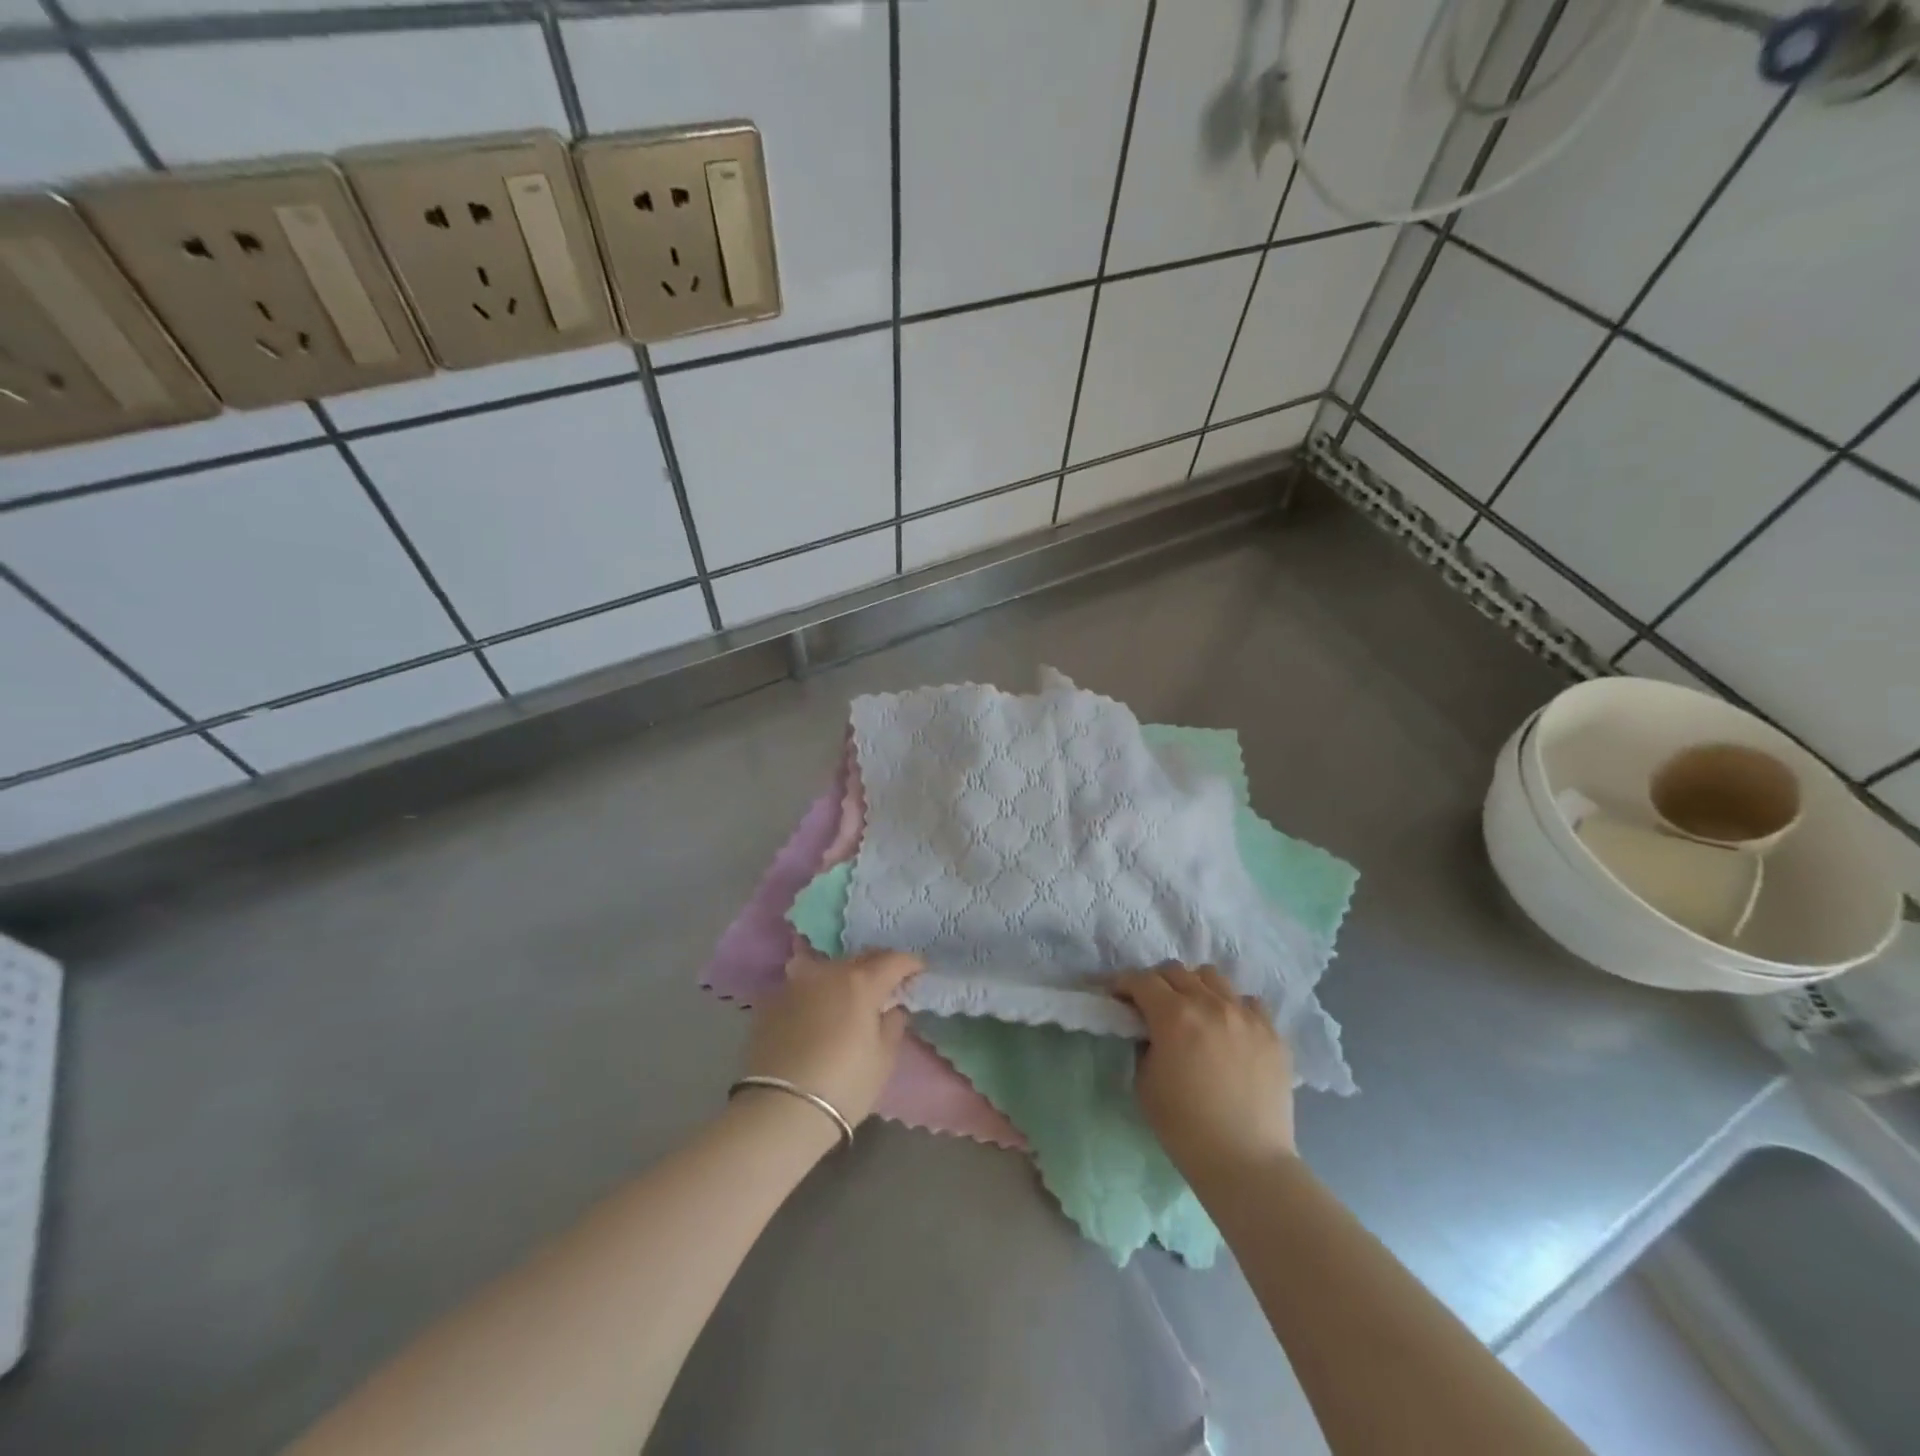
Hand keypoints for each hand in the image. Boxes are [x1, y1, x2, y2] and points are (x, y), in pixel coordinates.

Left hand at [743, 950, 921, 1125]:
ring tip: (848, 991)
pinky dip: (815, 991)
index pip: (894, 960)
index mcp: (861, 982)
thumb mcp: (883, 1059)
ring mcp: (796, 983)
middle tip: (887, 981)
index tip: (919, 971)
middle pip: (860, 958)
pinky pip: (801, 986)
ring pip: (827, 967)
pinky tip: (817, 1009)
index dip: (910, 964)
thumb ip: (893, 1025)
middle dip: (878, 965)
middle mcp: (828, 972)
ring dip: (843, 974)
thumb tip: (892, 1008)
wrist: (780, 1109)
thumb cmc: (844, 1085)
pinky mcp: (771, 1002)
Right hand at [1115, 963, 1296, 1182]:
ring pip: (1213, 977)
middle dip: (1157, 982)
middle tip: (1151, 1005)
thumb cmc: (1185, 1127)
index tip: (1117, 996)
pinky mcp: (1273, 1033)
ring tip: (1193, 1011)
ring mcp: (1246, 1016)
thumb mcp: (1145, 1082)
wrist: (1247, 1163)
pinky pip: (1248, 1002)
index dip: (1123, 984)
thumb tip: (1150, 1030)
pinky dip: (1232, 1007)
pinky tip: (1229, 1029)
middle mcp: (1211, 1004)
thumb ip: (1145, 1044)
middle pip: (1176, 971)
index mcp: (1174, 1016)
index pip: (1141, 980)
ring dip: (1195, 987)